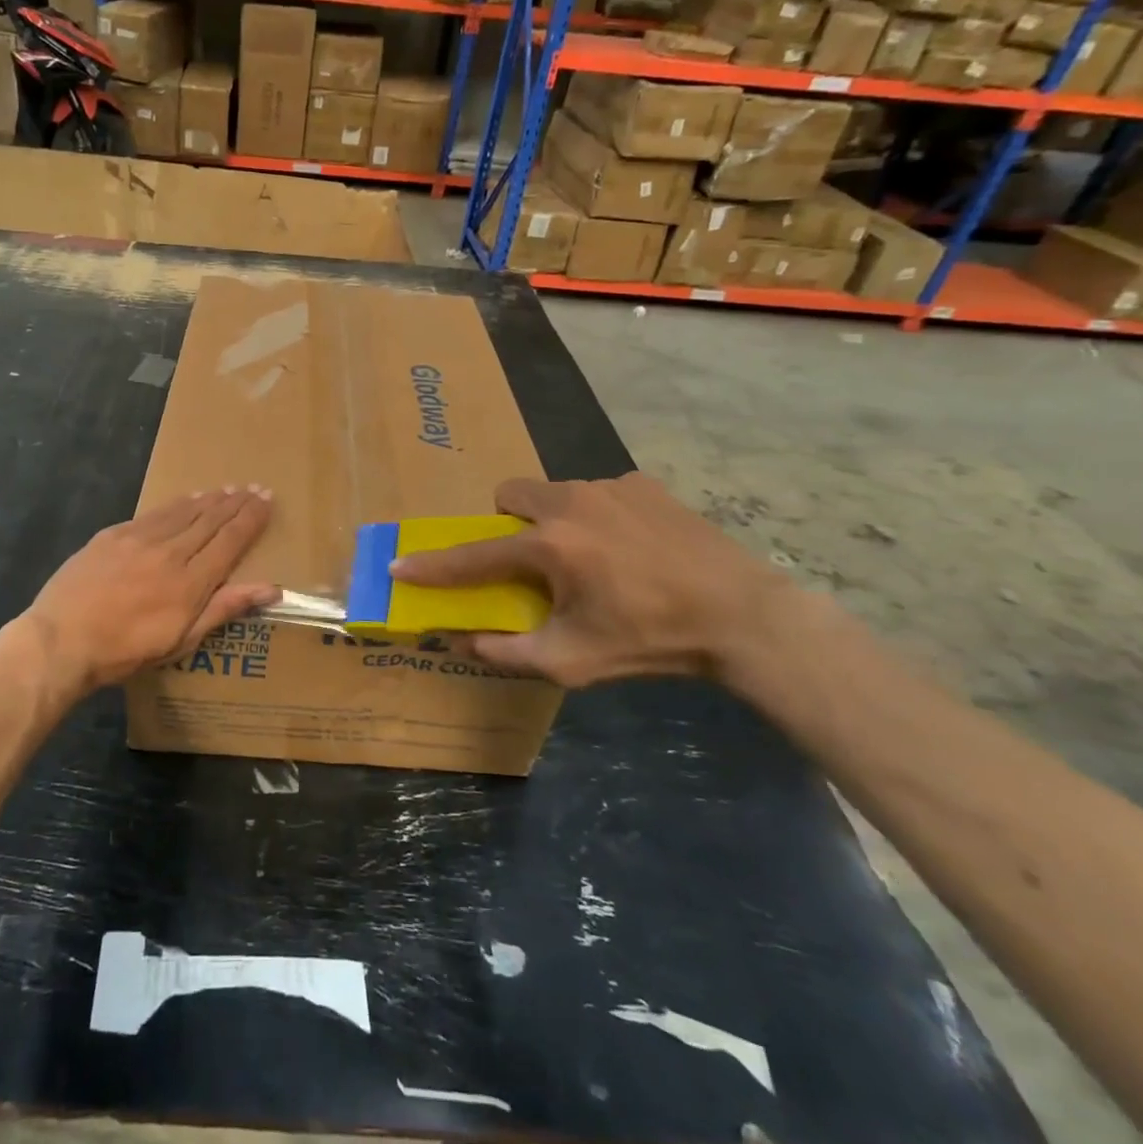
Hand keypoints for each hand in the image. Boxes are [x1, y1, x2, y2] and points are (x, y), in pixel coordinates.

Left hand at [21, 488, 278, 694]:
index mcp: (191, 581)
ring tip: (227, 489)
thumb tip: (272, 588)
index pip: (230, 540)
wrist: (61, 640)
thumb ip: (225, 608)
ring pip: (184, 511)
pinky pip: (155, 512)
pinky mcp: (114, 534)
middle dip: (236, 503)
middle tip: (255, 487)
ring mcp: (140, 538)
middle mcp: (170, 551)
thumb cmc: (125, 650)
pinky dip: (177, 504)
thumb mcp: (182, 640)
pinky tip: (186, 499)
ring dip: (210, 499)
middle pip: (210, 519)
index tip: (267, 500)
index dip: (251, 518)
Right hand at [388, 474, 790, 687]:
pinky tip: (629, 547)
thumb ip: (508, 652)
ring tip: (588, 558)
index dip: (434, 565)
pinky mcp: (642, 483)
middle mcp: (571, 503)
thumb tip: (461, 640)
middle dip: (505, 523)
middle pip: (509, 495)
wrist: (741, 615)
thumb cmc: (650, 641)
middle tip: (528, 559)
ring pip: (554, 492)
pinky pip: (597, 492)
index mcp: (550, 546)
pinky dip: (595, 515)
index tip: (401, 565)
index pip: (475, 556)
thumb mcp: (574, 661)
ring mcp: (609, 486)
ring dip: (552, 520)